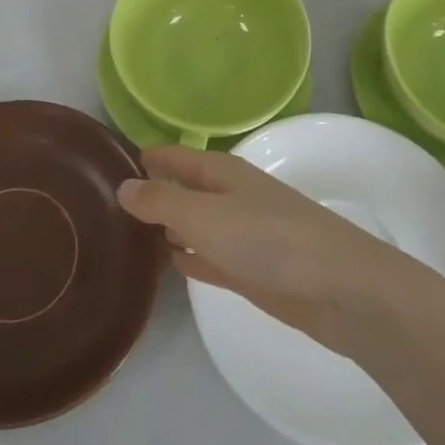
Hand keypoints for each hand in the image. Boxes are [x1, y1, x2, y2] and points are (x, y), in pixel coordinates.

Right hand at [118, 145, 411, 353]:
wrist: (339, 288)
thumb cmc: (268, 239)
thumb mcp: (205, 216)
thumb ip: (161, 201)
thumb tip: (123, 186)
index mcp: (221, 172)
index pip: (175, 156)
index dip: (146, 158)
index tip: (108, 164)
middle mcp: (231, 197)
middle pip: (184, 189)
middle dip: (152, 194)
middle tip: (105, 208)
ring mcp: (243, 234)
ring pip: (196, 225)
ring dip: (169, 228)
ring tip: (126, 238)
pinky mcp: (252, 271)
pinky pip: (210, 257)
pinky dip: (190, 258)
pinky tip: (169, 266)